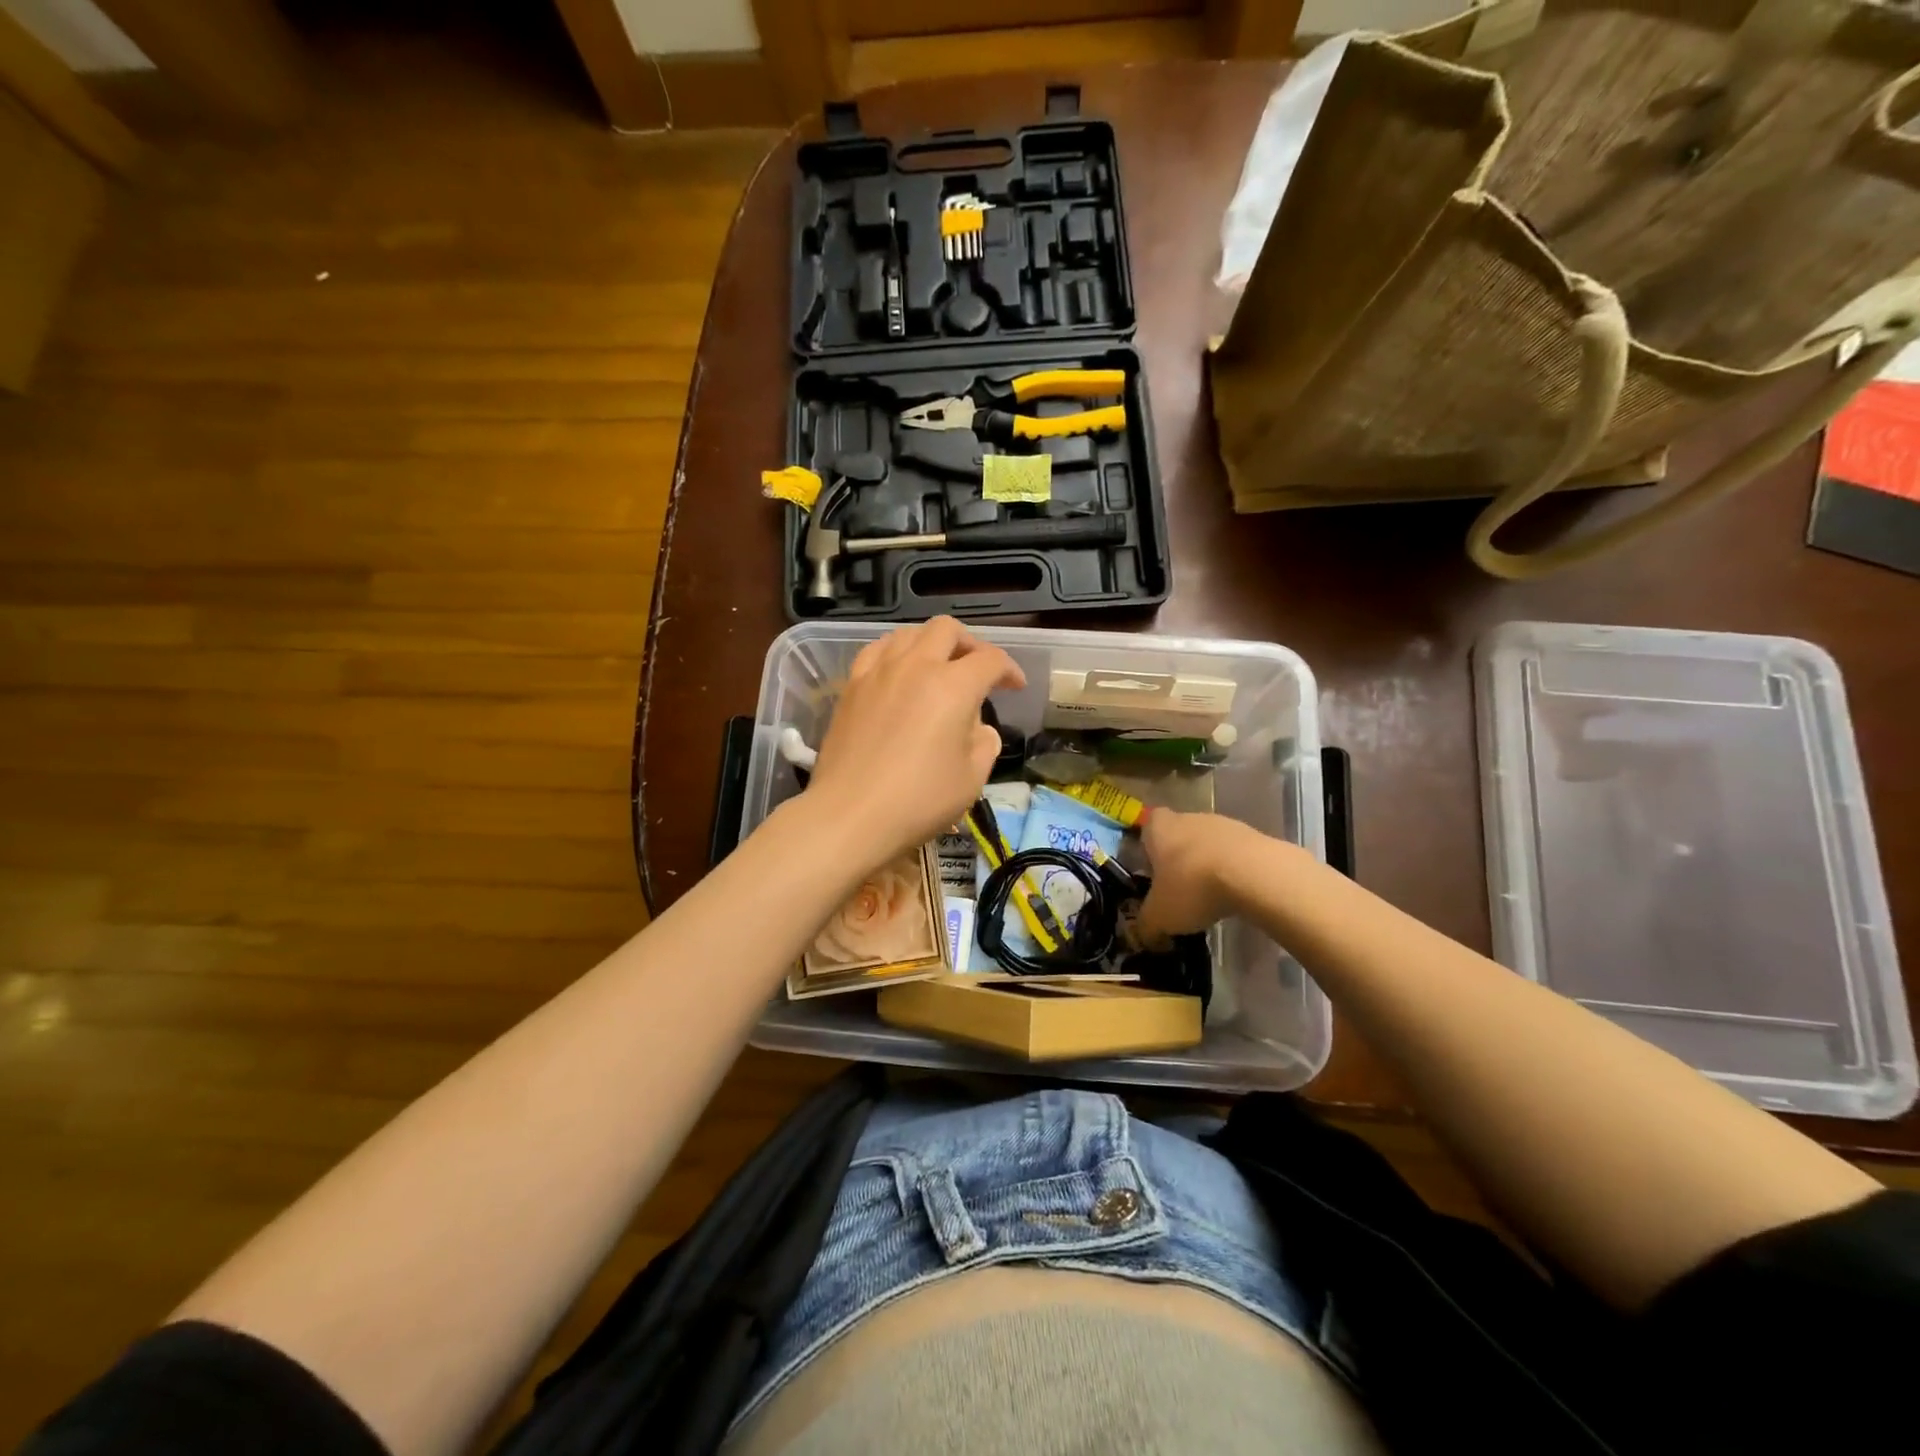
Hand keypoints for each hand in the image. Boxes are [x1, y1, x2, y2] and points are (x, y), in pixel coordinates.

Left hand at [806, 618, 1025, 868]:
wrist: (850, 815)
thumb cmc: (919, 800)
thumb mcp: (972, 778)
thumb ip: (984, 743)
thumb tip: (977, 727)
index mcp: (953, 686)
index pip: (990, 660)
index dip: (1010, 669)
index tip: (1015, 687)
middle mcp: (916, 666)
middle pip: (947, 630)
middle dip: (970, 644)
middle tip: (977, 670)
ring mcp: (878, 672)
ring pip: (909, 633)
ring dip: (931, 643)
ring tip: (937, 667)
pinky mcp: (851, 686)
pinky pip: (877, 650)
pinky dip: (896, 653)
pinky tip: (898, 673)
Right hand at [1135, 810, 1254, 945]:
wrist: (1255, 875)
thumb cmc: (1192, 886)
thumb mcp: (1159, 916)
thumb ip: (1146, 926)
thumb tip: (1144, 936)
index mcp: (1158, 828)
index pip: (1146, 828)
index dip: (1147, 849)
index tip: (1150, 874)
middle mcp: (1188, 817)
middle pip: (1178, 837)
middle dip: (1178, 862)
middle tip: (1178, 892)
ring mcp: (1224, 824)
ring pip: (1208, 845)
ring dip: (1207, 866)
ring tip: (1210, 898)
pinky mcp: (1254, 837)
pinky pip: (1235, 855)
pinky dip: (1233, 872)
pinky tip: (1236, 895)